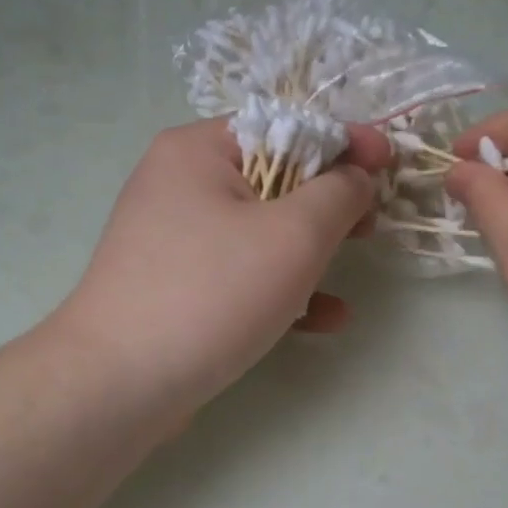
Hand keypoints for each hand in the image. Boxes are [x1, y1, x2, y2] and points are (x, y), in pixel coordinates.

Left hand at [51, 118, 390, 416]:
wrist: (120, 382)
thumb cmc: (212, 292)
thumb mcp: (294, 235)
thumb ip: (338, 194)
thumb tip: (356, 176)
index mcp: (198, 150)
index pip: (283, 126)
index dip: (342, 141)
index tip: (388, 162)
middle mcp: (178, 184)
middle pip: (272, 178)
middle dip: (328, 202)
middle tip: (370, 224)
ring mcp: (173, 238)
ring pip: (259, 231)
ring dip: (310, 250)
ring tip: (351, 268)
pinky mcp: (175, 285)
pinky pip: (238, 273)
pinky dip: (280, 288)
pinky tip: (323, 319)